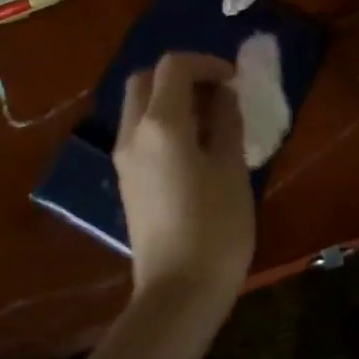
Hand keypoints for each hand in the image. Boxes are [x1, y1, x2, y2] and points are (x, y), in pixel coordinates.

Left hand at [113, 52, 254, 310]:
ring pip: (139, 106)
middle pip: (146, 79)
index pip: (174, 66)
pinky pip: (140, 132)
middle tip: (217, 92)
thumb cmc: (215, 228)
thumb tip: (224, 95)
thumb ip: (227, 122)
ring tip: (210, 119)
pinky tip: (194, 146)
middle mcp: (133, 133)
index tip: (234, 80)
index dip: (207, 63)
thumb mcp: (232, 168)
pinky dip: (162, 122)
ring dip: (170, 99)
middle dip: (181, 75)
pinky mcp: (127, 180)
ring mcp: (124, 158)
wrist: (177, 295)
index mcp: (161, 124)